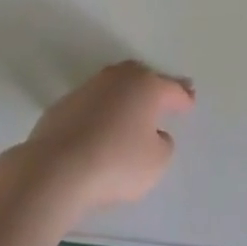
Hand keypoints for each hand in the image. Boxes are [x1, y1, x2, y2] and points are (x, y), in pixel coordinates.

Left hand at [14, 61, 194, 217]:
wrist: (57, 169)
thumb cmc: (117, 163)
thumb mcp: (157, 162)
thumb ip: (163, 143)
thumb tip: (154, 134)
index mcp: (146, 86)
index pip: (172, 88)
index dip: (183, 97)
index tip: (189, 102)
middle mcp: (118, 78)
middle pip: (142, 77)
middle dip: (155, 86)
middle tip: (165, 96)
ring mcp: (88, 88)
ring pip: (115, 86)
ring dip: (125, 96)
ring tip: (132, 111)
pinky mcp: (64, 104)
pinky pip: (92, 103)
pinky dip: (101, 111)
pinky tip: (102, 126)